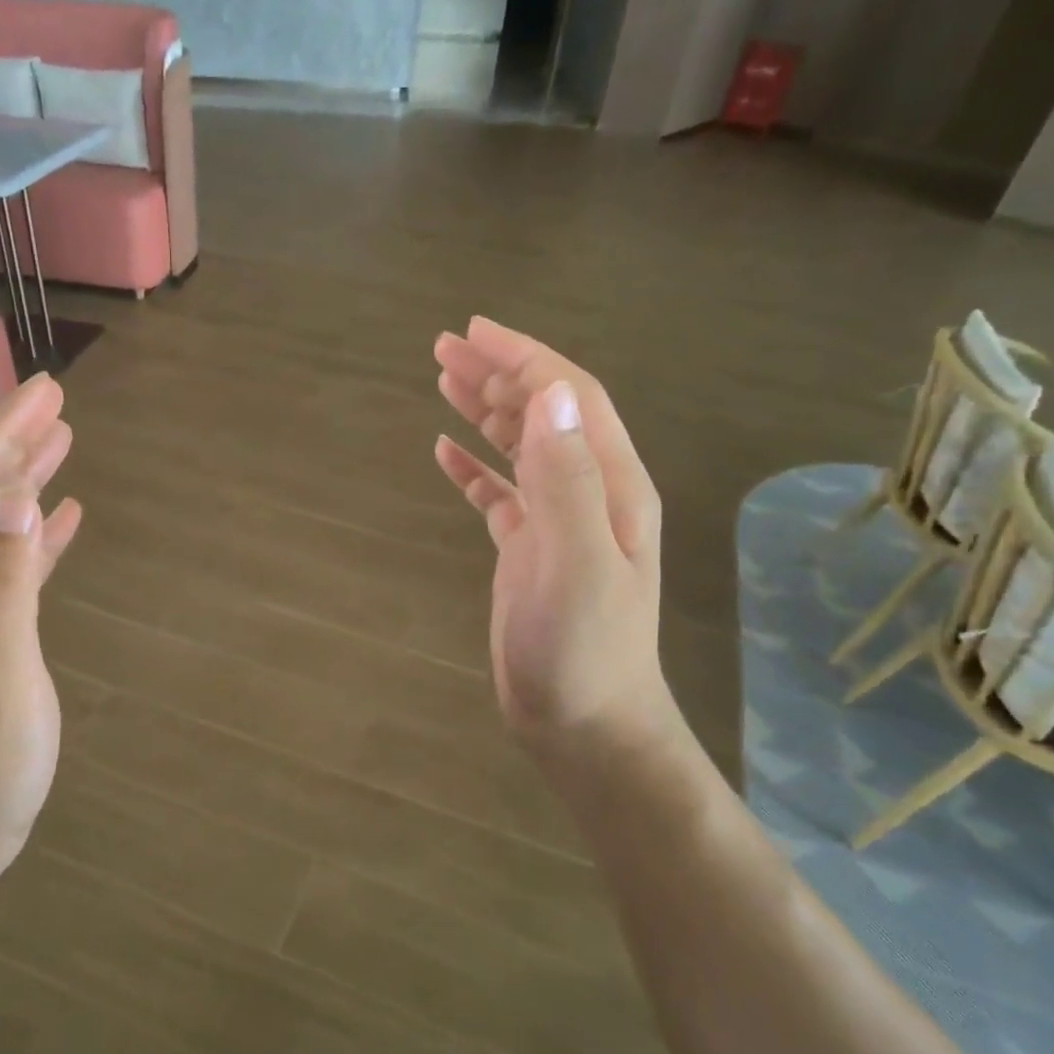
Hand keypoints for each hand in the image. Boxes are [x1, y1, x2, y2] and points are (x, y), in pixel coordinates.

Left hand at [0, 374, 82, 901]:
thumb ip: (3, 585)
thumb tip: (18, 497)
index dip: (0, 434)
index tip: (44, 392)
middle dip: (9, 441)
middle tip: (54, 399)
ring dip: (22, 478)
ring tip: (61, 440)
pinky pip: (10, 565)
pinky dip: (36, 534)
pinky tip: (62, 519)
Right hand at [433, 318, 683, 769]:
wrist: (585, 723)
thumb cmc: (583, 650)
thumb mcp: (576, 563)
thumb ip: (566, 479)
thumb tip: (549, 393)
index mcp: (612, 484)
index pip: (571, 398)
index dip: (525, 358)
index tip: (474, 330)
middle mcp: (590, 492)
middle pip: (543, 413)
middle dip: (497, 374)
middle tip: (443, 348)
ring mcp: (559, 522)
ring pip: (521, 447)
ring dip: (484, 411)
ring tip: (441, 380)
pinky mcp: (530, 551)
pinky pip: (499, 494)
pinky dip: (473, 468)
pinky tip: (444, 453)